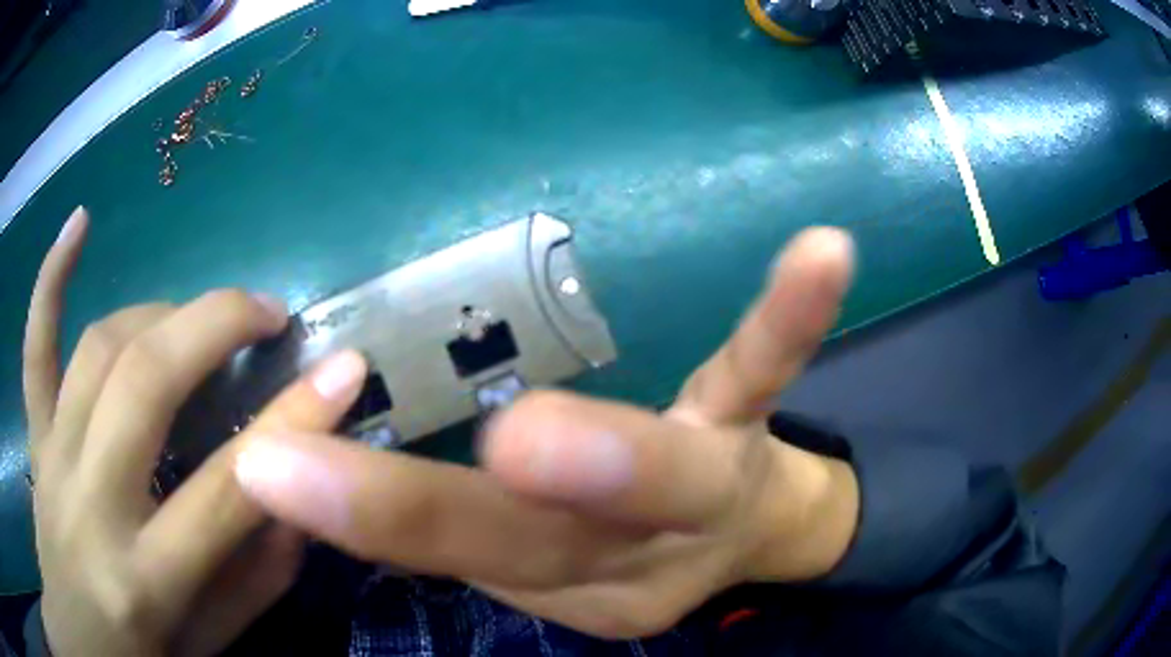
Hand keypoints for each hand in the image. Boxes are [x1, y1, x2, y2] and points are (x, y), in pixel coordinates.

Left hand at [24, 208, 370, 656]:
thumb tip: (296, 503)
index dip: (293, 424)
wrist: (80, 634)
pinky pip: (35, 346)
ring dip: (160, 312)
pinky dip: (51, 278)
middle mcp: (90, 505)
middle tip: (267, 314)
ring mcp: (53, 458)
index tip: (346, 369)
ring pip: (99, 349)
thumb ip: (254, 585)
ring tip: (200, 315)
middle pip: (146, 381)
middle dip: (216, 326)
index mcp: (146, 579)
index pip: (225, 489)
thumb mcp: (209, 645)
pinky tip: (79, 223)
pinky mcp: (35, 435)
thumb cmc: (140, 654)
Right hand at [232, 226, 860, 638]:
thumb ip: (455, 531)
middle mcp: (625, 536)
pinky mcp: (747, 416)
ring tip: (540, 441)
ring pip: (656, 470)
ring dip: (603, 460)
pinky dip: (788, 317)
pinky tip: (821, 251)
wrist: (739, 536)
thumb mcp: (541, 567)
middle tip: (358, 485)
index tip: (268, 471)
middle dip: (436, 513)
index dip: (358, 517)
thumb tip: (330, 467)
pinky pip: (766, 366)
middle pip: (529, 535)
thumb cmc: (631, 553)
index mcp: (562, 570)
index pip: (447, 548)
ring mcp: (699, 471)